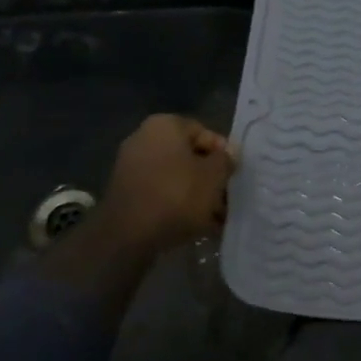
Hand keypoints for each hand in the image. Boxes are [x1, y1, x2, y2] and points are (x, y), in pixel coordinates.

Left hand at [91, 115, 236, 256]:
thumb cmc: (177, 195)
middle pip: (189, 156)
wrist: (129, 234)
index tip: (234, 174)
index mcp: (165, 125)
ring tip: (216, 217)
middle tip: (227, 197)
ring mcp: (131, 166)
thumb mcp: (214, 176)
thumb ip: (225, 160)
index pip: (204, 132)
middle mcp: (144, 139)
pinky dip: (178, 204)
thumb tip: (228, 153)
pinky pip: (161, 192)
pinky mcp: (127, 193)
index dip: (223, 153)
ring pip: (176, 177)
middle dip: (210, 177)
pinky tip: (196, 224)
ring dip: (197, 194)